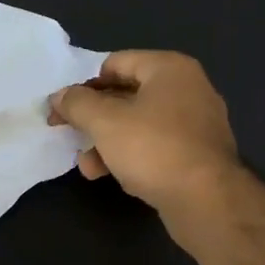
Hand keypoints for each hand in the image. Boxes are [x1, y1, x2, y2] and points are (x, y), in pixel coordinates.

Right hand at [49, 51, 239, 220]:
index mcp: (169, 69)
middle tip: (67, 133)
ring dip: (106, 142)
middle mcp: (187, 89)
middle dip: (93, 117)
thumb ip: (77, 104)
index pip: (115, 63)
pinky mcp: (196, 155)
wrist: (206, 200)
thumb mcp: (105, 122)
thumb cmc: (154, 149)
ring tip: (86, 165)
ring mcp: (195, 123)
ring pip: (138, 124)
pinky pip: (155, 146)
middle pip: (126, 94)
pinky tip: (109, 175)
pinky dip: (130, 156)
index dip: (83, 84)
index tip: (61, 107)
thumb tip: (59, 96)